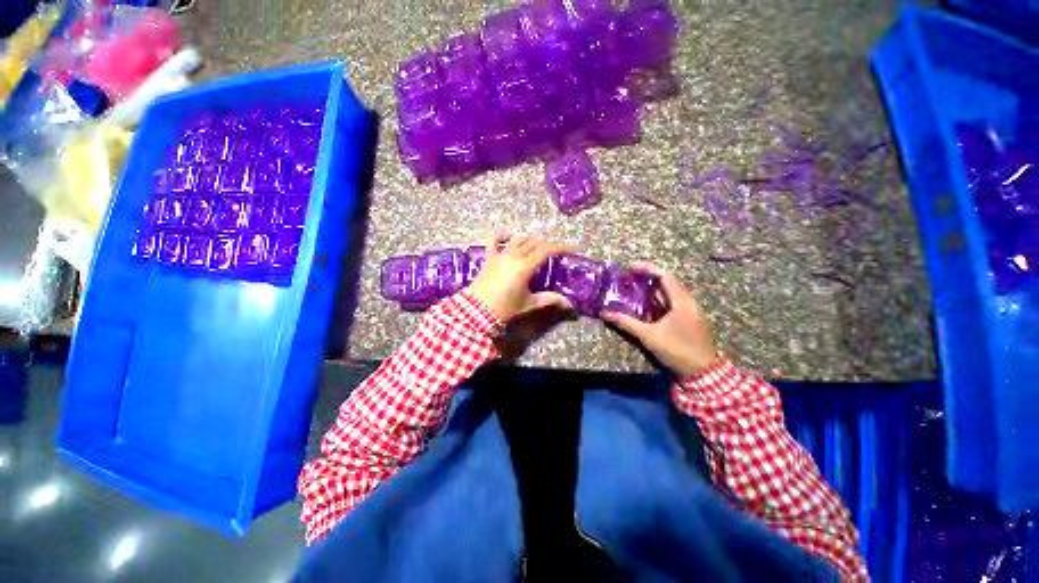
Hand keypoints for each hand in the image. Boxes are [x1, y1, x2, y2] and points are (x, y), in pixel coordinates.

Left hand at [467, 235, 570, 321]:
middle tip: (552, 252)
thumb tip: (568, 303)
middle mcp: (513, 256)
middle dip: (545, 245)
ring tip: (535, 245)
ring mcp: (500, 255)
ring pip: (517, 239)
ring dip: (528, 239)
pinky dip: (502, 236)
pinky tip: (509, 237)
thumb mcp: (529, 303)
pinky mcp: (489, 257)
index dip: (558, 248)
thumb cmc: (505, 308)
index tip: (567, 249)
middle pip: (533, 243)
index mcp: (525, 267)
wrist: (477, 311)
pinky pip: (495, 241)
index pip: (545, 251)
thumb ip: (549, 299)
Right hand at [601, 263, 717, 376]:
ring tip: (636, 288)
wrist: (703, 373)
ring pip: (671, 292)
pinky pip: (673, 302)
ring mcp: (691, 311)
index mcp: (682, 302)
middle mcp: (688, 302)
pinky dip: (659, 299)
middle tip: (630, 278)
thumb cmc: (677, 350)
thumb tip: (605, 313)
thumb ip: (627, 323)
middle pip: (669, 282)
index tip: (631, 267)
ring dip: (654, 288)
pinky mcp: (690, 319)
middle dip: (649, 277)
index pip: (665, 276)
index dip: (648, 269)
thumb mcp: (649, 336)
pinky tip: (647, 305)